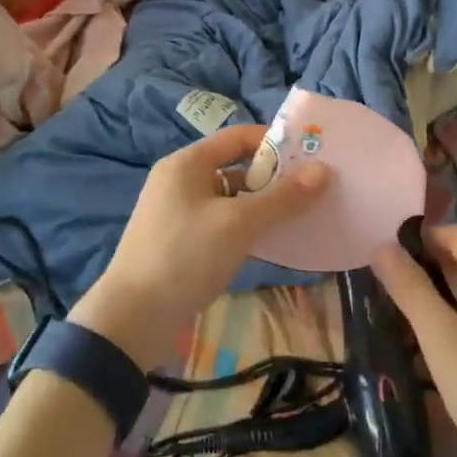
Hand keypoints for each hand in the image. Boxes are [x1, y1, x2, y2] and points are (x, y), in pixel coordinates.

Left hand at [69, 124, 327, 365]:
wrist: (132, 319)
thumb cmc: (185, 256)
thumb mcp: (238, 224)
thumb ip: (282, 198)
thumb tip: (324, 170)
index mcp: (187, 163)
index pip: (238, 137)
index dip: (274, 142)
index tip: (310, 155)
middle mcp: (180, 180)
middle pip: (235, 167)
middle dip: (273, 177)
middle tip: (312, 189)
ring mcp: (178, 212)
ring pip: (229, 198)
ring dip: (261, 205)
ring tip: (299, 216)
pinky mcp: (180, 242)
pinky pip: (220, 222)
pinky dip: (245, 227)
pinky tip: (270, 242)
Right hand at [371, 224, 456, 456]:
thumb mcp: (442, 341)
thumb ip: (411, 290)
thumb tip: (381, 247)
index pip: (456, 235)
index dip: (419, 240)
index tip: (386, 259)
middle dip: (429, 268)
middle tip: (390, 288)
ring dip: (446, 293)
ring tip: (408, 312)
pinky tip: (443, 337)